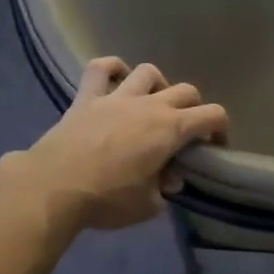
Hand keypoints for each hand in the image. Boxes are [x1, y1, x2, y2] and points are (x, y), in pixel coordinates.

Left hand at [19, 58, 228, 231]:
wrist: (53, 187)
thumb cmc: (106, 199)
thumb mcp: (147, 205)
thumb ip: (164, 189)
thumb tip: (169, 178)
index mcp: (170, 129)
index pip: (212, 115)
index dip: (220, 129)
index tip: (214, 147)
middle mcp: (149, 105)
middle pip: (186, 91)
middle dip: (194, 108)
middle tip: (185, 131)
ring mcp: (116, 96)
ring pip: (148, 72)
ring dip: (157, 86)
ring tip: (152, 104)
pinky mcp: (86, 97)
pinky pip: (100, 68)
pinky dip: (112, 68)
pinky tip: (116, 78)